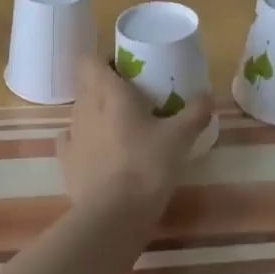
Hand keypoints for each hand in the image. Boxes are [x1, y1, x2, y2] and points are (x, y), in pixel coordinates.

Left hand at [56, 56, 213, 217]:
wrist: (114, 214)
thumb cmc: (146, 165)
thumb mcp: (180, 138)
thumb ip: (195, 113)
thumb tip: (208, 96)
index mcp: (108, 92)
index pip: (91, 60)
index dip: (105, 59)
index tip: (127, 67)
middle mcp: (85, 106)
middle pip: (86, 83)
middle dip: (104, 83)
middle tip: (131, 93)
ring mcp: (72, 134)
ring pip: (80, 110)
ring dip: (95, 110)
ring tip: (120, 123)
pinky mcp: (66, 161)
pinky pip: (71, 139)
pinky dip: (83, 138)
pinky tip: (97, 146)